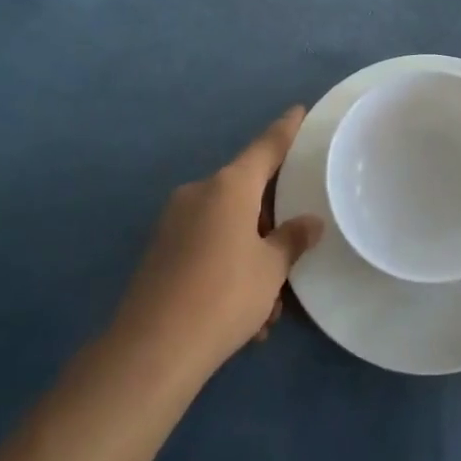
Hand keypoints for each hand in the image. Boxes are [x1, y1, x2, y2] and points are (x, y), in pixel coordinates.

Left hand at [114, 107, 324, 377]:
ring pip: (227, 227)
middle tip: (291, 254)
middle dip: (270, 223)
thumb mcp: (271, 269)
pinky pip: (206, 246)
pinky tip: (243, 317)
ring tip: (268, 308)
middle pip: (246, 193)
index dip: (286, 129)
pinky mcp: (160, 250)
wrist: (151, 350)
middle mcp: (200, 193)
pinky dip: (226, 269)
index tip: (299, 110)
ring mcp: (175, 221)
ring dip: (250, 257)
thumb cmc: (224, 295)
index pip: (266, 146)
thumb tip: (310, 223)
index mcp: (230, 186)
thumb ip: (292, 240)